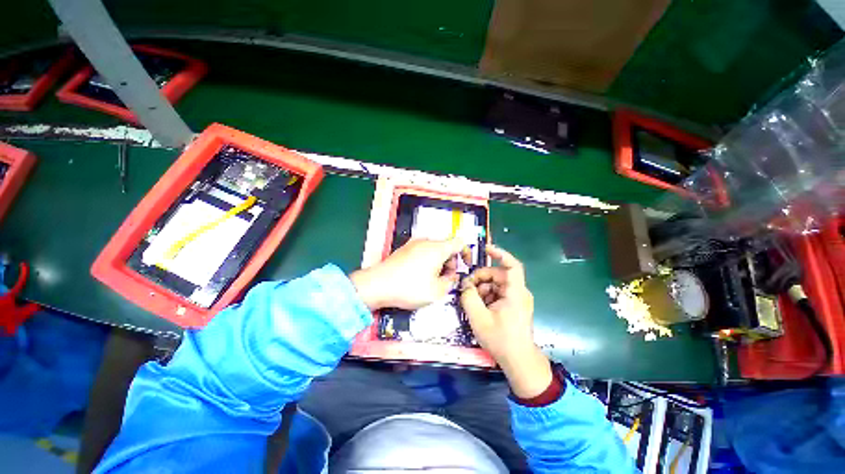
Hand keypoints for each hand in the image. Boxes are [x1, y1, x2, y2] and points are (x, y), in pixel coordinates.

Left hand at [350, 238, 467, 310]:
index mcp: (437, 248)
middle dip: (451, 262)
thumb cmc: (409, 288)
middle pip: (446, 247)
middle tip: (446, 279)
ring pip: (434, 250)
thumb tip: (452, 276)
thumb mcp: (437, 291)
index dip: (467, 253)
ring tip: (432, 279)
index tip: (465, 265)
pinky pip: (422, 251)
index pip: (459, 242)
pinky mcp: (404, 249)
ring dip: (439, 262)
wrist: (377, 285)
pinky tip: (420, 275)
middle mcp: (426, 242)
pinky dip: (427, 261)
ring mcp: (413, 244)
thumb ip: (450, 282)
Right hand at [460, 245, 551, 398]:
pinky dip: (486, 296)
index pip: (512, 266)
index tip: (486, 249)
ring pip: (496, 284)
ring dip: (482, 288)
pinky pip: (498, 293)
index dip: (500, 254)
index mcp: (515, 293)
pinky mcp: (513, 305)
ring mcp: (517, 299)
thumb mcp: (478, 318)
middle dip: (481, 278)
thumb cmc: (501, 340)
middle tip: (467, 287)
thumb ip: (469, 297)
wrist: (518, 361)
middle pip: (498, 275)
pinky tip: (479, 306)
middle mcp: (519, 293)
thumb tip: (465, 285)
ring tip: (472, 301)